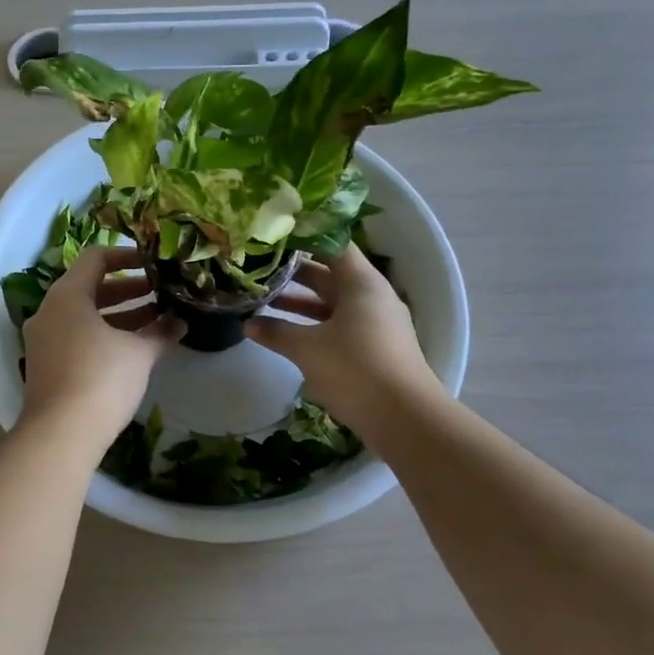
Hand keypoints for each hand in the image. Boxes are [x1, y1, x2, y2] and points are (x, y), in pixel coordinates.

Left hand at [21, 246, 182, 433]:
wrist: (60, 434)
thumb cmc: (101, 379)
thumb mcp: (138, 353)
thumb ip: (160, 332)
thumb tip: (181, 322)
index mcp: (67, 295)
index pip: (96, 258)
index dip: (127, 256)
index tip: (154, 263)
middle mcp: (50, 311)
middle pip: (90, 286)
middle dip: (128, 289)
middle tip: (160, 293)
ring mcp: (44, 339)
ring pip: (85, 315)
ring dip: (119, 314)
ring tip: (156, 319)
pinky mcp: (46, 364)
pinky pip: (77, 336)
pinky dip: (104, 334)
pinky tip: (134, 348)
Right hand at [246, 244, 441, 432]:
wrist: (405, 418)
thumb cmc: (355, 368)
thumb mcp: (307, 348)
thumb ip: (276, 332)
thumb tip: (248, 323)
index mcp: (362, 282)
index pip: (332, 244)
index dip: (303, 237)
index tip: (273, 235)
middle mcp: (372, 296)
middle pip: (331, 273)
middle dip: (295, 272)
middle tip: (260, 267)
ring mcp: (377, 323)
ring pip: (334, 302)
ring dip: (302, 301)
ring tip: (265, 299)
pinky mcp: (376, 348)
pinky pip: (341, 324)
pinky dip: (315, 323)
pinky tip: (289, 332)